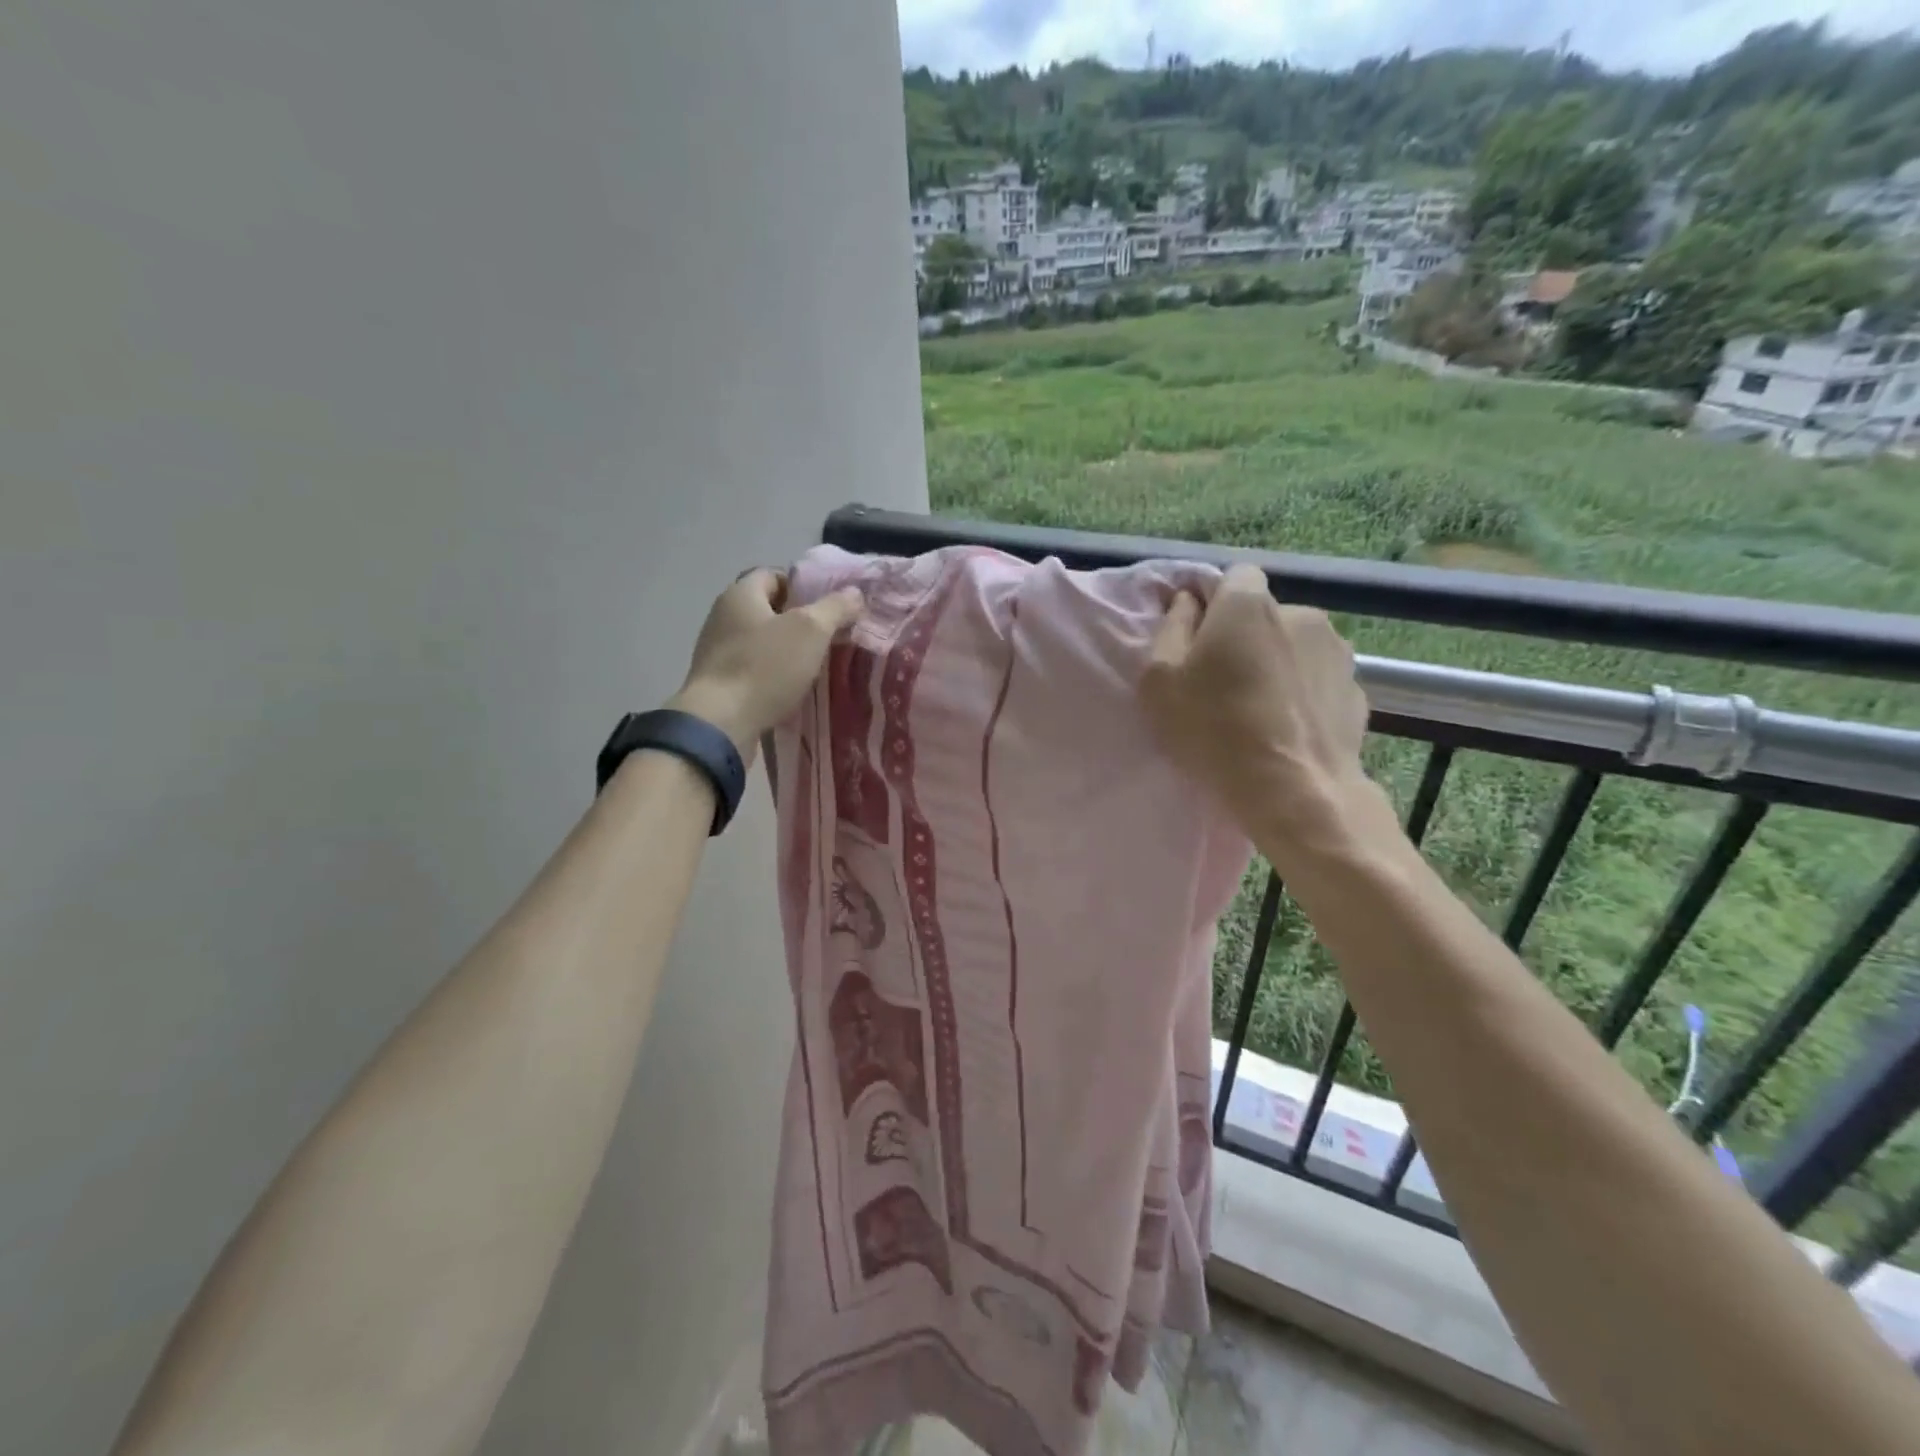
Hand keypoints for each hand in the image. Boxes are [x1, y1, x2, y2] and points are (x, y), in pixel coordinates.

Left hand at [667, 569, 864, 761]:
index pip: (774, 575)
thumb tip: (854, 593)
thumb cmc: (766, 667)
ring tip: (814, 667)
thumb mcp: (811, 631)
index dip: (803, 587)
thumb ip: (834, 608)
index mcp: (740, 594)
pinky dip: (771, 675)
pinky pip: (751, 669)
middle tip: (828, 638)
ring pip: (760, 641)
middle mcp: (722, 616)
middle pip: (767, 609)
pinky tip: (790, 690)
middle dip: (798, 621)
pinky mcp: (717, 682)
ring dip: (785, 651)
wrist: (720, 723)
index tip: (828, 608)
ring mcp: (716, 650)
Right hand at [1140, 564, 1372, 845]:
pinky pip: (1318, 681)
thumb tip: (1187, 601)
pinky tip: (1288, 729)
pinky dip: (1303, 695)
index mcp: (1249, 604)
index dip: (1214, 604)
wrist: (1294, 791)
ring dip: (1278, 665)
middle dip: (1246, 637)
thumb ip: (1171, 628)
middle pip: (1265, 615)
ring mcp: (1338, 652)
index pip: (1235, 576)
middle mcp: (1301, 613)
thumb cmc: (1213, 729)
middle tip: (1223, 684)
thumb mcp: (1159, 680)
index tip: (1198, 642)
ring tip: (1260, 711)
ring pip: (1296, 647)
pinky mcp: (1358, 690)